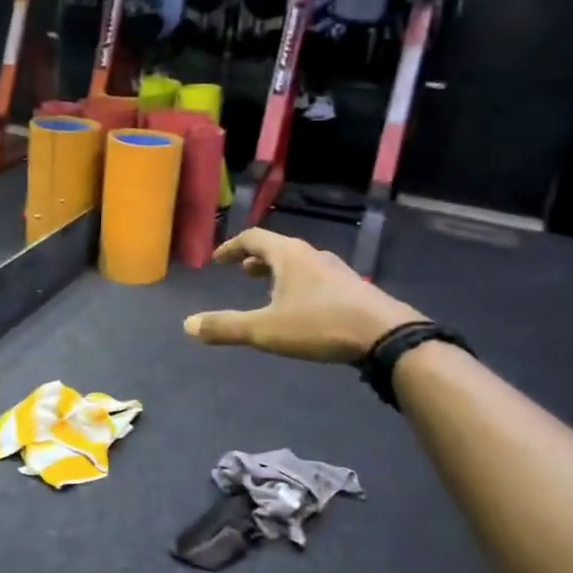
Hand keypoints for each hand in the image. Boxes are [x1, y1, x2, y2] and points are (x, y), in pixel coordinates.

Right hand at [183, 229, 422, 363]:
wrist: (384, 334)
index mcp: (289, 255)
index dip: (231, 247)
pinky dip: (300, 284)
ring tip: (269, 290)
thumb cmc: (319, 325)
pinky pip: (317, 278)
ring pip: (300, 263)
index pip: (253, 238)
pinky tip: (303, 308)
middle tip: (242, 272)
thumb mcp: (265, 330)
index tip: (218, 260)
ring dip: (279, 272)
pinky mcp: (353, 289)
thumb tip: (187, 325)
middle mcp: (312, 255)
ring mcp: (337, 270)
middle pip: (278, 248)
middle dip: (257, 259)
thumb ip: (226, 327)